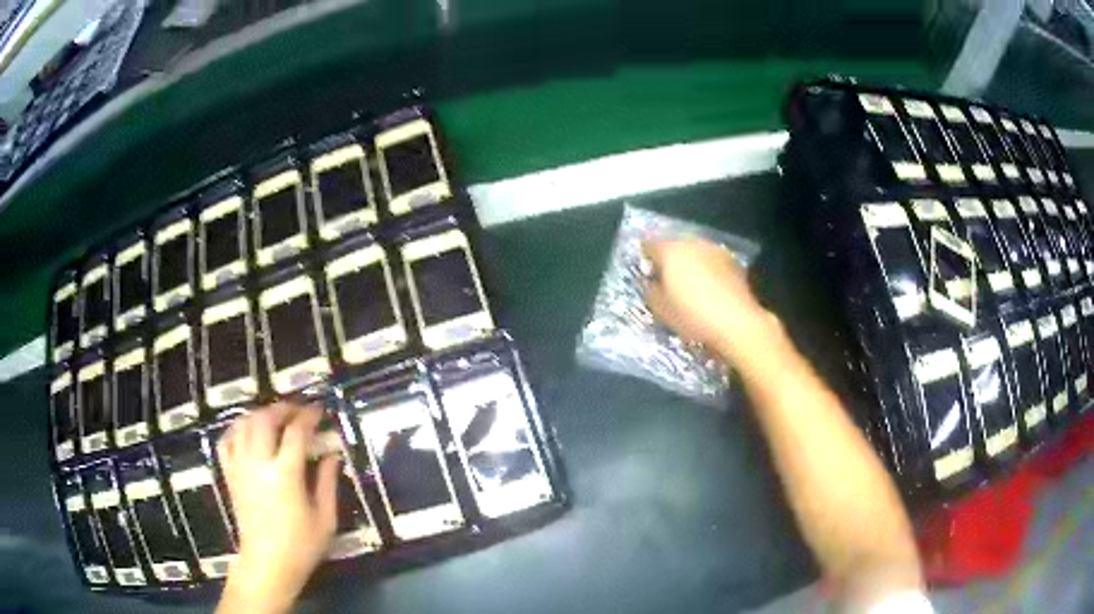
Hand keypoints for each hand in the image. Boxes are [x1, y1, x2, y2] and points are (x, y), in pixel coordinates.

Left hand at [216, 402, 340, 613]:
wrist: (267, 564)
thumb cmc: (300, 546)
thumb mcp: (325, 518)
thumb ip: (328, 482)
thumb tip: (333, 454)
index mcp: (285, 474)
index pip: (296, 432)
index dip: (308, 416)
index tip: (319, 411)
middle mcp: (258, 463)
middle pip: (265, 419)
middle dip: (283, 409)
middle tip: (298, 412)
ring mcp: (239, 467)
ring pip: (243, 424)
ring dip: (260, 415)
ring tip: (275, 419)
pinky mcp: (229, 475)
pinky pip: (226, 440)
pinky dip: (236, 429)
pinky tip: (247, 432)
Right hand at [643, 239, 773, 362]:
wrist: (736, 322)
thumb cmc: (693, 315)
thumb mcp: (661, 309)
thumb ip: (651, 291)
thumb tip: (652, 282)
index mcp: (670, 251)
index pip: (649, 244)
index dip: (645, 257)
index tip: (646, 273)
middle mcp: (692, 243)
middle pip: (674, 245)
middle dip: (669, 259)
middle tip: (667, 281)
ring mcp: (715, 250)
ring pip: (695, 252)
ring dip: (690, 263)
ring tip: (690, 285)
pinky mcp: (733, 261)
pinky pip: (711, 261)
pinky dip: (707, 269)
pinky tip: (709, 289)